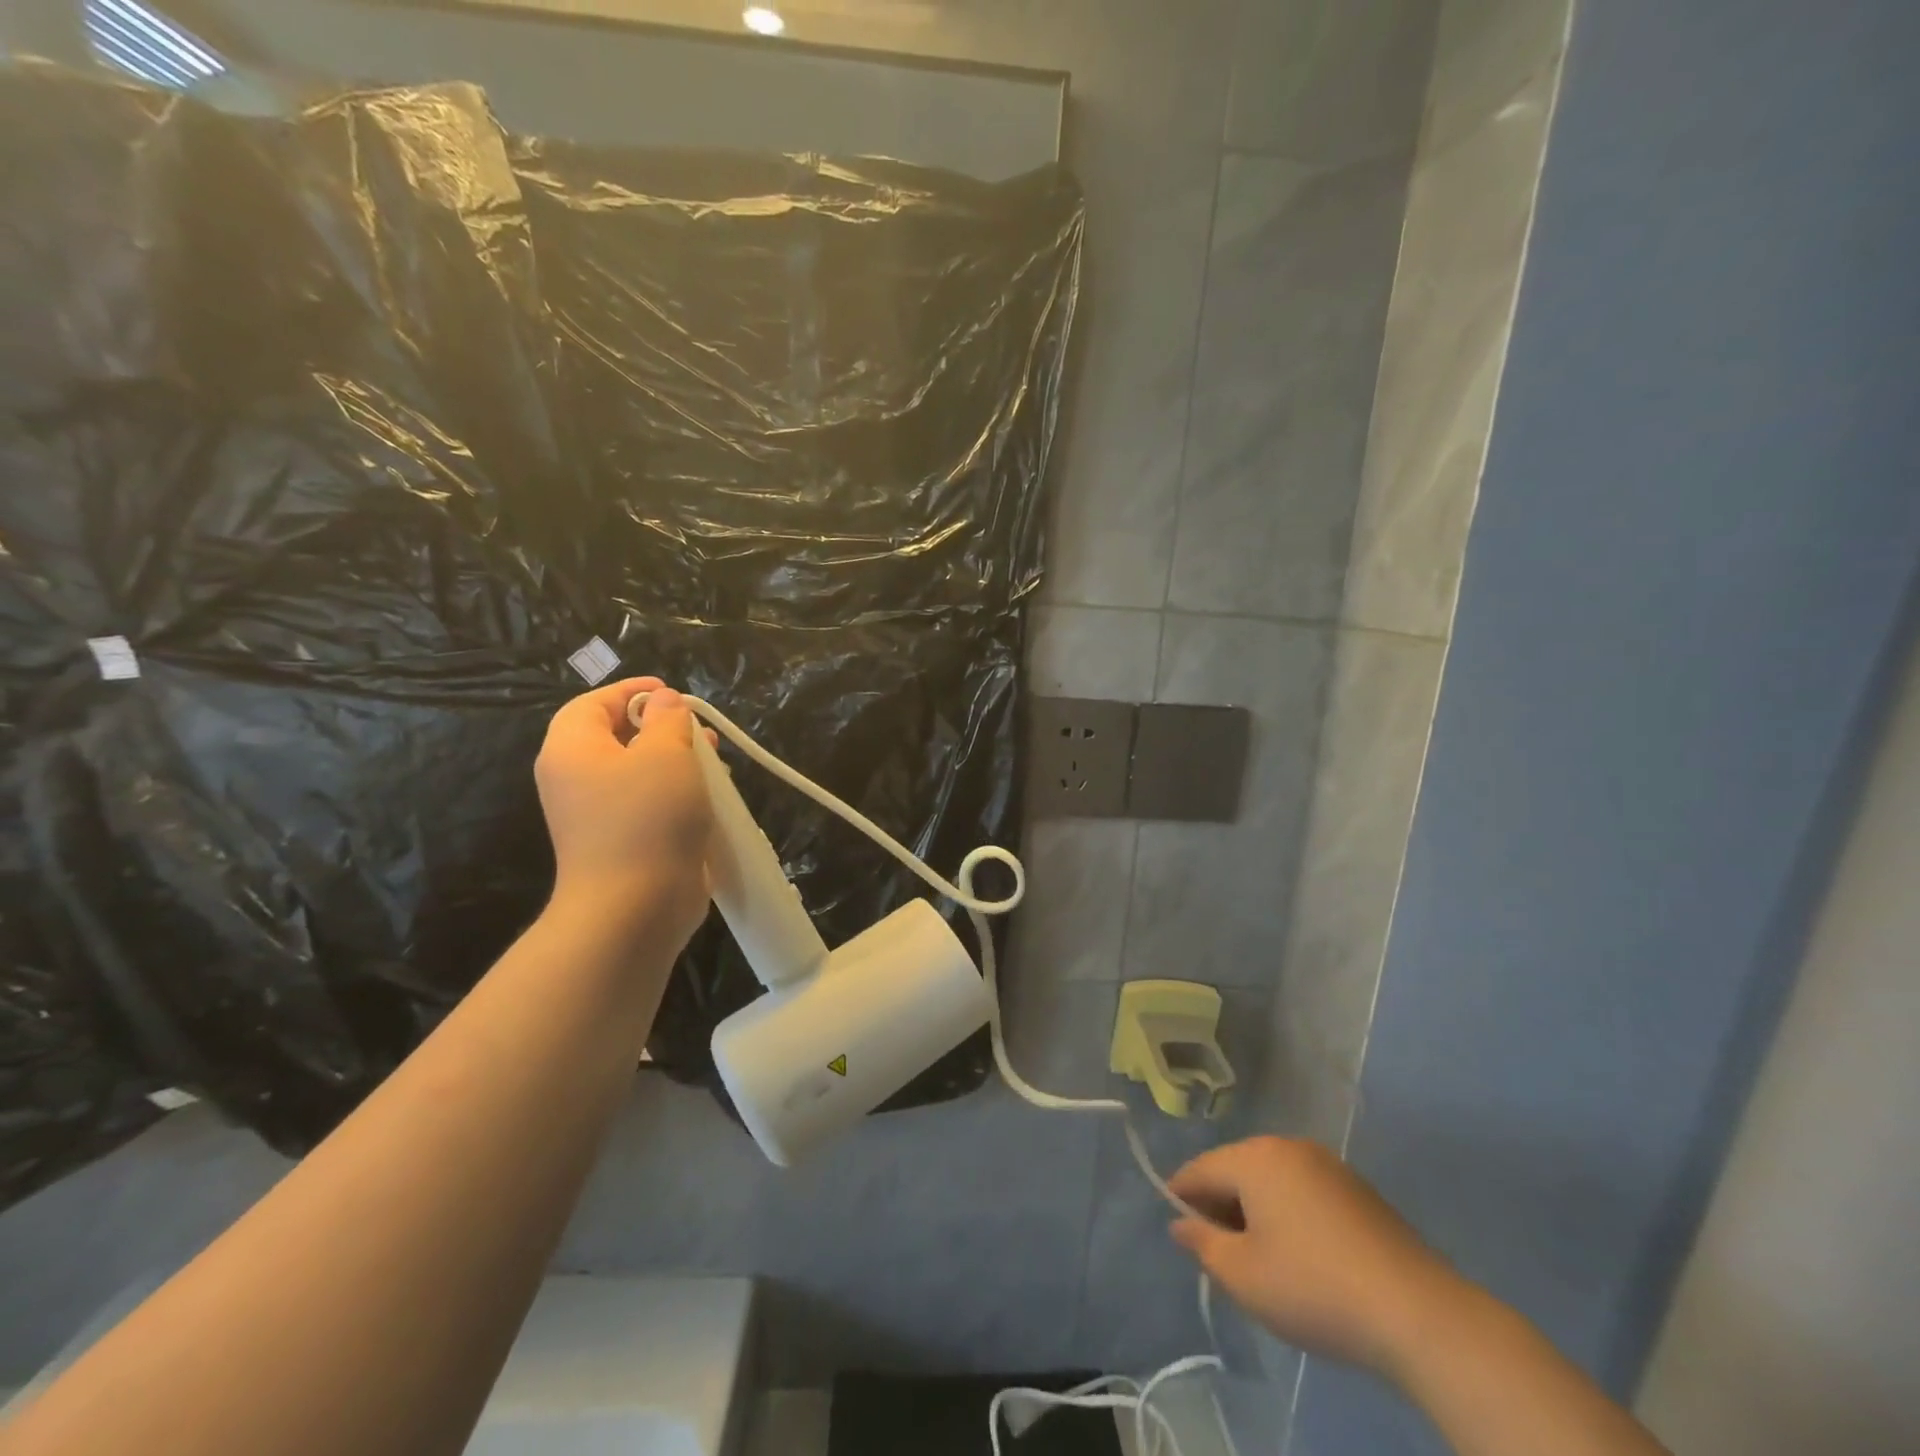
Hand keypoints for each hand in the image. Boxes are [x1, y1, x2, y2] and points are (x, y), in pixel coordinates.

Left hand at [535, 677, 716, 947]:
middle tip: (699, 728)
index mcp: (573, 750)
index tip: (673, 692)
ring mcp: (599, 817)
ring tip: (715, 760)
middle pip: (616, 737)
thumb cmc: (647, 818)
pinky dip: (677, 794)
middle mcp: (577, 781)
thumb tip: (665, 703)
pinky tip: (710, 798)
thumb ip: (667, 720)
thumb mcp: (665, 754)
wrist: (635, 908)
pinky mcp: (623, 843)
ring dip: (676, 761)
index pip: (592, 704)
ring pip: (638, 773)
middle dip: (661, 727)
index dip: (631, 691)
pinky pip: (649, 805)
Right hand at [1169, 1137, 1464, 1377]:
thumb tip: (1181, 1222)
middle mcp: (1286, 1146)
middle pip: (1235, 1169)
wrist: (1417, 1313)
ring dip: (1256, 1210)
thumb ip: (1202, 1243)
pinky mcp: (1357, 1188)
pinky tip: (1302, 1256)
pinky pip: (1303, 1190)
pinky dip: (1289, 1213)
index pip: (1200, 1169)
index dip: (1181, 1198)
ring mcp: (1327, 1164)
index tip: (1181, 1234)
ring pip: (1270, 1179)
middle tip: (1222, 1255)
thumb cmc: (1313, 1288)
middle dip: (1221, 1205)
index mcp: (1253, 1157)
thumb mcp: (1243, 1276)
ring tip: (1262, 1260)